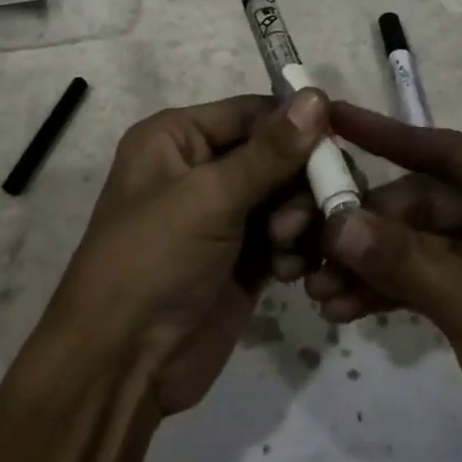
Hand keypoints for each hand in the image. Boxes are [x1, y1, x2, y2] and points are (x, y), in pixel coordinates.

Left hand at [40, 90, 327, 415]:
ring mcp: (221, 217)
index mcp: (177, 137)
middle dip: (297, 182)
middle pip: (274, 155)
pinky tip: (290, 272)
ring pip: (285, 197)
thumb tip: (317, 94)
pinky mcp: (241, 260)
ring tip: (285, 248)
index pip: (251, 113)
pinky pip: (283, 238)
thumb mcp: (210, 197)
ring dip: (297, 219)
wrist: (123, 367)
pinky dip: (294, 249)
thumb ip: (271, 151)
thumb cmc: (155, 259)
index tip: (338, 144)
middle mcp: (199, 168)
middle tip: (306, 213)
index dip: (295, 126)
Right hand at [270, 101, 461, 461]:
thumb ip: (406, 260)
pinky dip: (385, 289)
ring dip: (368, 261)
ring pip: (416, 240)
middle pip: (424, 200)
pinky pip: (422, 277)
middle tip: (307, 237)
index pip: (450, 152)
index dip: (386, 135)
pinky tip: (340, 306)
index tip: (331, 114)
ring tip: (315, 284)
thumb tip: (335, 222)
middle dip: (367, 224)